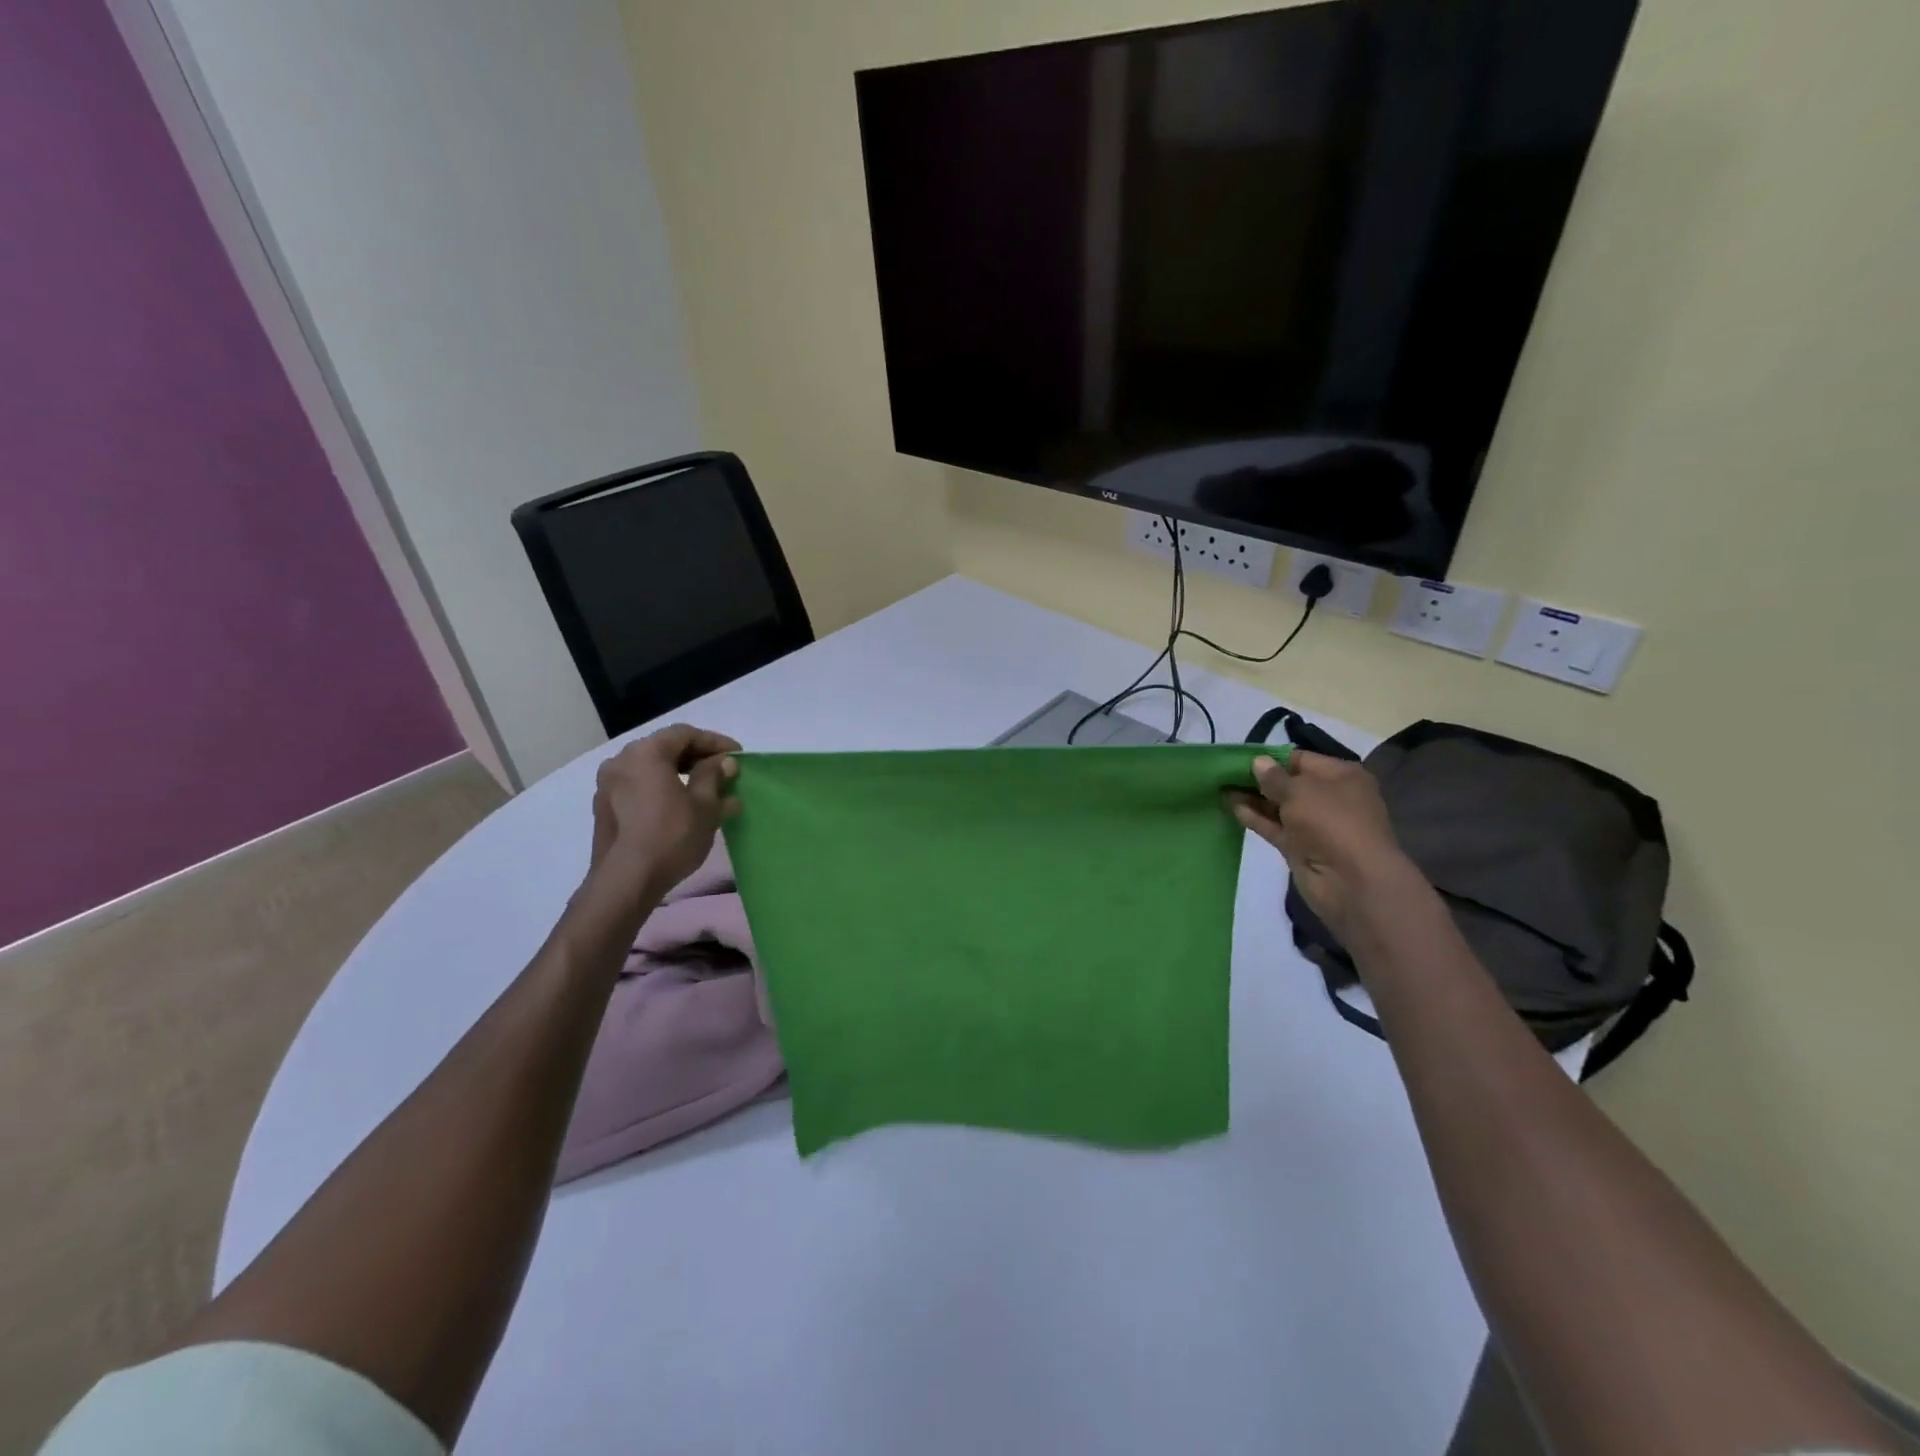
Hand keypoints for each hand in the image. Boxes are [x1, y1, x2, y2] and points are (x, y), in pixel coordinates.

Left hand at [587, 725, 740, 906]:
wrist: (626, 881)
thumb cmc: (671, 836)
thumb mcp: (705, 805)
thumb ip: (714, 776)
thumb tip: (723, 763)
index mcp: (646, 753)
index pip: (685, 734)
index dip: (715, 742)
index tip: (737, 756)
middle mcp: (621, 761)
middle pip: (665, 749)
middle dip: (697, 758)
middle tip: (723, 772)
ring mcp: (608, 785)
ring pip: (651, 769)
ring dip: (680, 775)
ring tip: (707, 792)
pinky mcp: (604, 808)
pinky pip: (639, 787)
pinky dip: (662, 789)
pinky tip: (682, 808)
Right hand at [1225, 752, 1422, 945]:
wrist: (1352, 881)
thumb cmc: (1332, 822)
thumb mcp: (1300, 790)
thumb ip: (1274, 777)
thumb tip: (1257, 762)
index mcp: (1340, 776)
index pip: (1300, 759)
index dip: (1271, 757)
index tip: (1240, 757)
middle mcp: (1329, 797)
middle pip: (1288, 783)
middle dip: (1258, 778)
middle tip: (1224, 772)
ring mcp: (1314, 824)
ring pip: (1278, 806)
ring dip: (1252, 798)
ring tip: (1221, 787)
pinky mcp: (1299, 846)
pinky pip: (1274, 826)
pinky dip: (1255, 817)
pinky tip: (1231, 807)